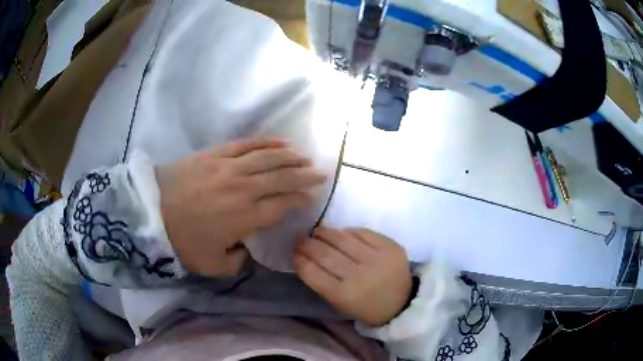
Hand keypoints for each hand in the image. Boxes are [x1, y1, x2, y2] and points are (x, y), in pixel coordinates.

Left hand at [157, 138, 326, 276]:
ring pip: (269, 158)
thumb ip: (239, 261)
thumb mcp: (214, 265)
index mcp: (245, 217)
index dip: (300, 200)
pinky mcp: (215, 154)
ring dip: (291, 157)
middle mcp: (243, 189)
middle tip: (321, 174)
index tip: (312, 198)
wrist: (150, 212)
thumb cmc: (182, 242)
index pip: (283, 204)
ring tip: (306, 157)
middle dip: (305, 176)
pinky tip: (280, 141)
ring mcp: (229, 167)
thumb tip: (251, 249)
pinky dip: (266, 142)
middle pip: (282, 178)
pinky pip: (246, 144)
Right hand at [294, 227, 411, 326]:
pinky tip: (339, 233)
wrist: (400, 302)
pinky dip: (347, 231)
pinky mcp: (390, 247)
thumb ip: (321, 281)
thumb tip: (304, 255)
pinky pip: (362, 232)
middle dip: (308, 244)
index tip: (293, 252)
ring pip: (342, 239)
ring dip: (325, 233)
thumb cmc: (364, 306)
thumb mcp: (339, 303)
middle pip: (326, 254)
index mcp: (344, 295)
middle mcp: (360, 276)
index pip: (313, 273)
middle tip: (300, 238)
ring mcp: (377, 259)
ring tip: (317, 232)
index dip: (299, 259)